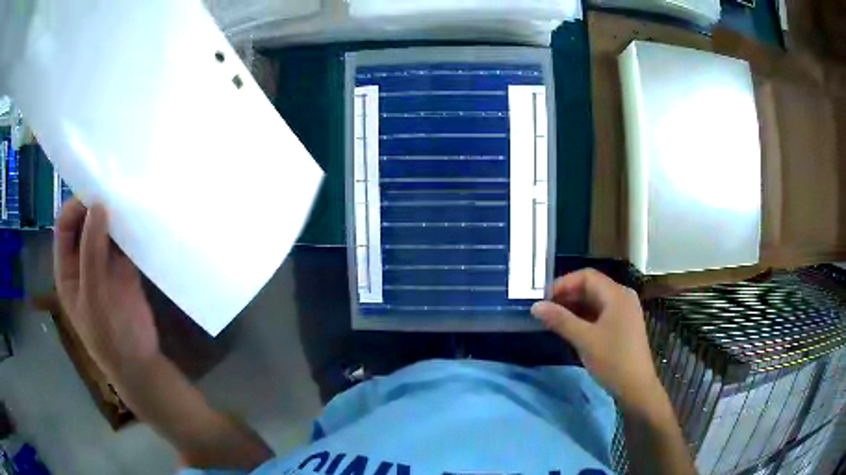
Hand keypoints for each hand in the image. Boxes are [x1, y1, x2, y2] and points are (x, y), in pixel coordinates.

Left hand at [53, 199, 159, 383]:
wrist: (139, 364)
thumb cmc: (109, 336)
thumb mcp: (94, 296)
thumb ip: (92, 252)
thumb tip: (97, 204)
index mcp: (67, 268)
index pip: (65, 225)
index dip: (77, 206)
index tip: (97, 194)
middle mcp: (82, 260)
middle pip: (84, 222)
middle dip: (97, 205)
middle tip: (116, 191)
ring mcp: (103, 264)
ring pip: (105, 229)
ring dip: (115, 215)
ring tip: (129, 199)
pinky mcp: (123, 268)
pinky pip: (123, 241)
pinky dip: (129, 229)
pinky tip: (139, 218)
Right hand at [531, 269, 663, 414]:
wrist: (637, 387)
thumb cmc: (612, 360)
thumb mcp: (584, 340)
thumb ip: (560, 320)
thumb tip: (535, 306)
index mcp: (617, 294)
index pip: (586, 276)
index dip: (563, 283)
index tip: (543, 299)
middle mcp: (623, 297)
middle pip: (591, 287)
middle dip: (567, 296)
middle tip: (546, 311)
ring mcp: (625, 311)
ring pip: (596, 301)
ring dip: (575, 307)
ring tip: (554, 321)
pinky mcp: (624, 325)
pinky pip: (601, 313)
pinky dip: (585, 317)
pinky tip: (572, 329)